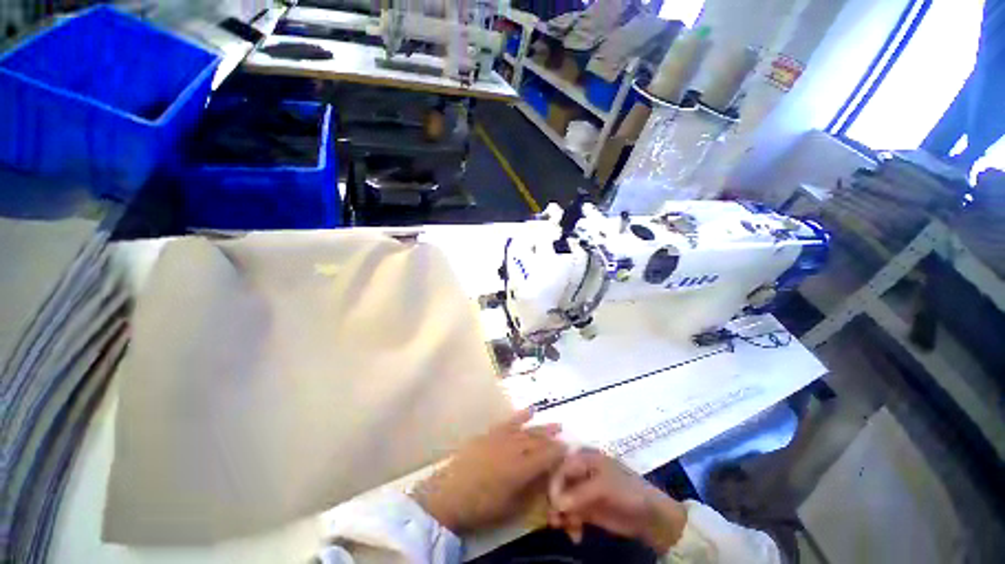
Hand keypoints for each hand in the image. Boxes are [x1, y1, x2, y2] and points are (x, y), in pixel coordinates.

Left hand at [411, 409, 564, 533]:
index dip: (559, 453)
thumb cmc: (481, 506)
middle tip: (565, 437)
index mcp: (520, 468)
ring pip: (527, 430)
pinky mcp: (490, 433)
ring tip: (557, 424)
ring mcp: (501, 438)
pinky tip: (530, 410)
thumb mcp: (511, 506)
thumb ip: (532, 490)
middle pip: (538, 441)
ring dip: (542, 427)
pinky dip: (520, 416)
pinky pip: (508, 422)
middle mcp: (514, 448)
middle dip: (553, 439)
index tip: (569, 450)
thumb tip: (548, 478)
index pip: (546, 457)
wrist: (448, 494)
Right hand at [547, 448, 686, 552]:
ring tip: (567, 530)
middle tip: (555, 521)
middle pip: (558, 483)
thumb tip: (556, 504)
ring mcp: (583, 490)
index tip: (554, 504)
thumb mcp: (605, 488)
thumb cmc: (629, 492)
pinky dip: (569, 524)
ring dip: (560, 515)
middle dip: (555, 502)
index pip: (561, 466)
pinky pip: (570, 514)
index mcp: (584, 457)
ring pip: (562, 500)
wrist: (652, 517)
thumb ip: (580, 493)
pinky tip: (575, 535)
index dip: (554, 483)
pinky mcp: (586, 508)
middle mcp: (580, 471)